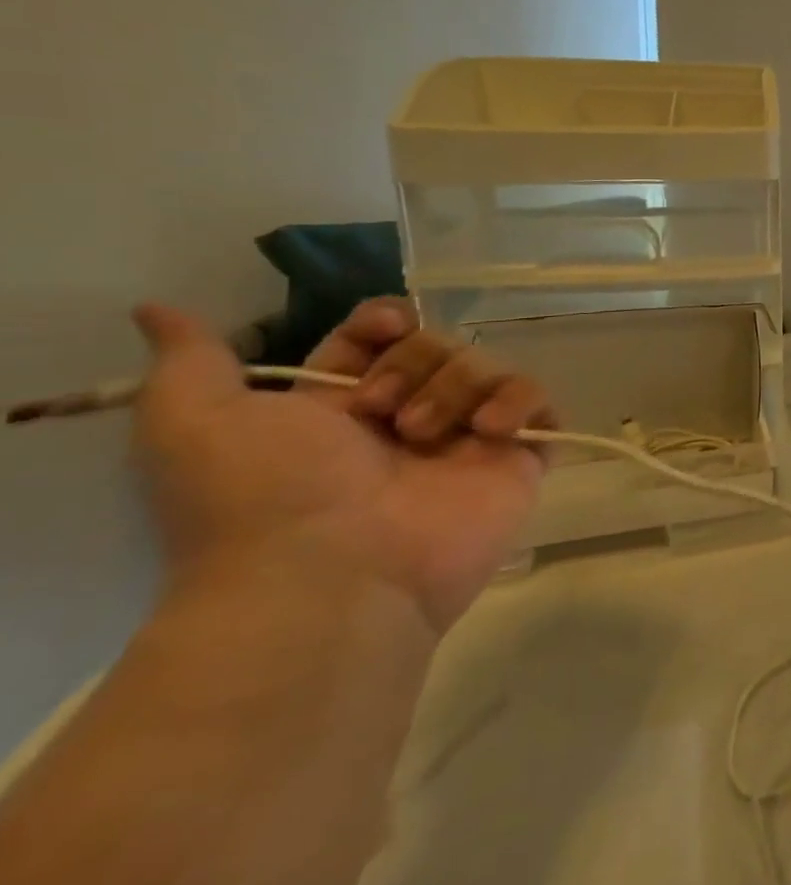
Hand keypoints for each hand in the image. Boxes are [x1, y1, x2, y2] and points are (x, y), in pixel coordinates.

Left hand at [134, 299, 554, 635]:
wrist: (333, 575)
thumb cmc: (263, 496)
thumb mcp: (194, 423)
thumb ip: (190, 361)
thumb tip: (157, 309)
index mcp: (340, 410)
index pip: (379, 338)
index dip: (384, 322)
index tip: (382, 328)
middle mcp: (407, 420)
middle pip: (437, 344)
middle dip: (413, 363)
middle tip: (381, 412)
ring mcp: (466, 441)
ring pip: (486, 366)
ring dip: (455, 386)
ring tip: (423, 435)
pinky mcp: (517, 459)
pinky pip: (539, 402)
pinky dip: (518, 401)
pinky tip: (488, 429)